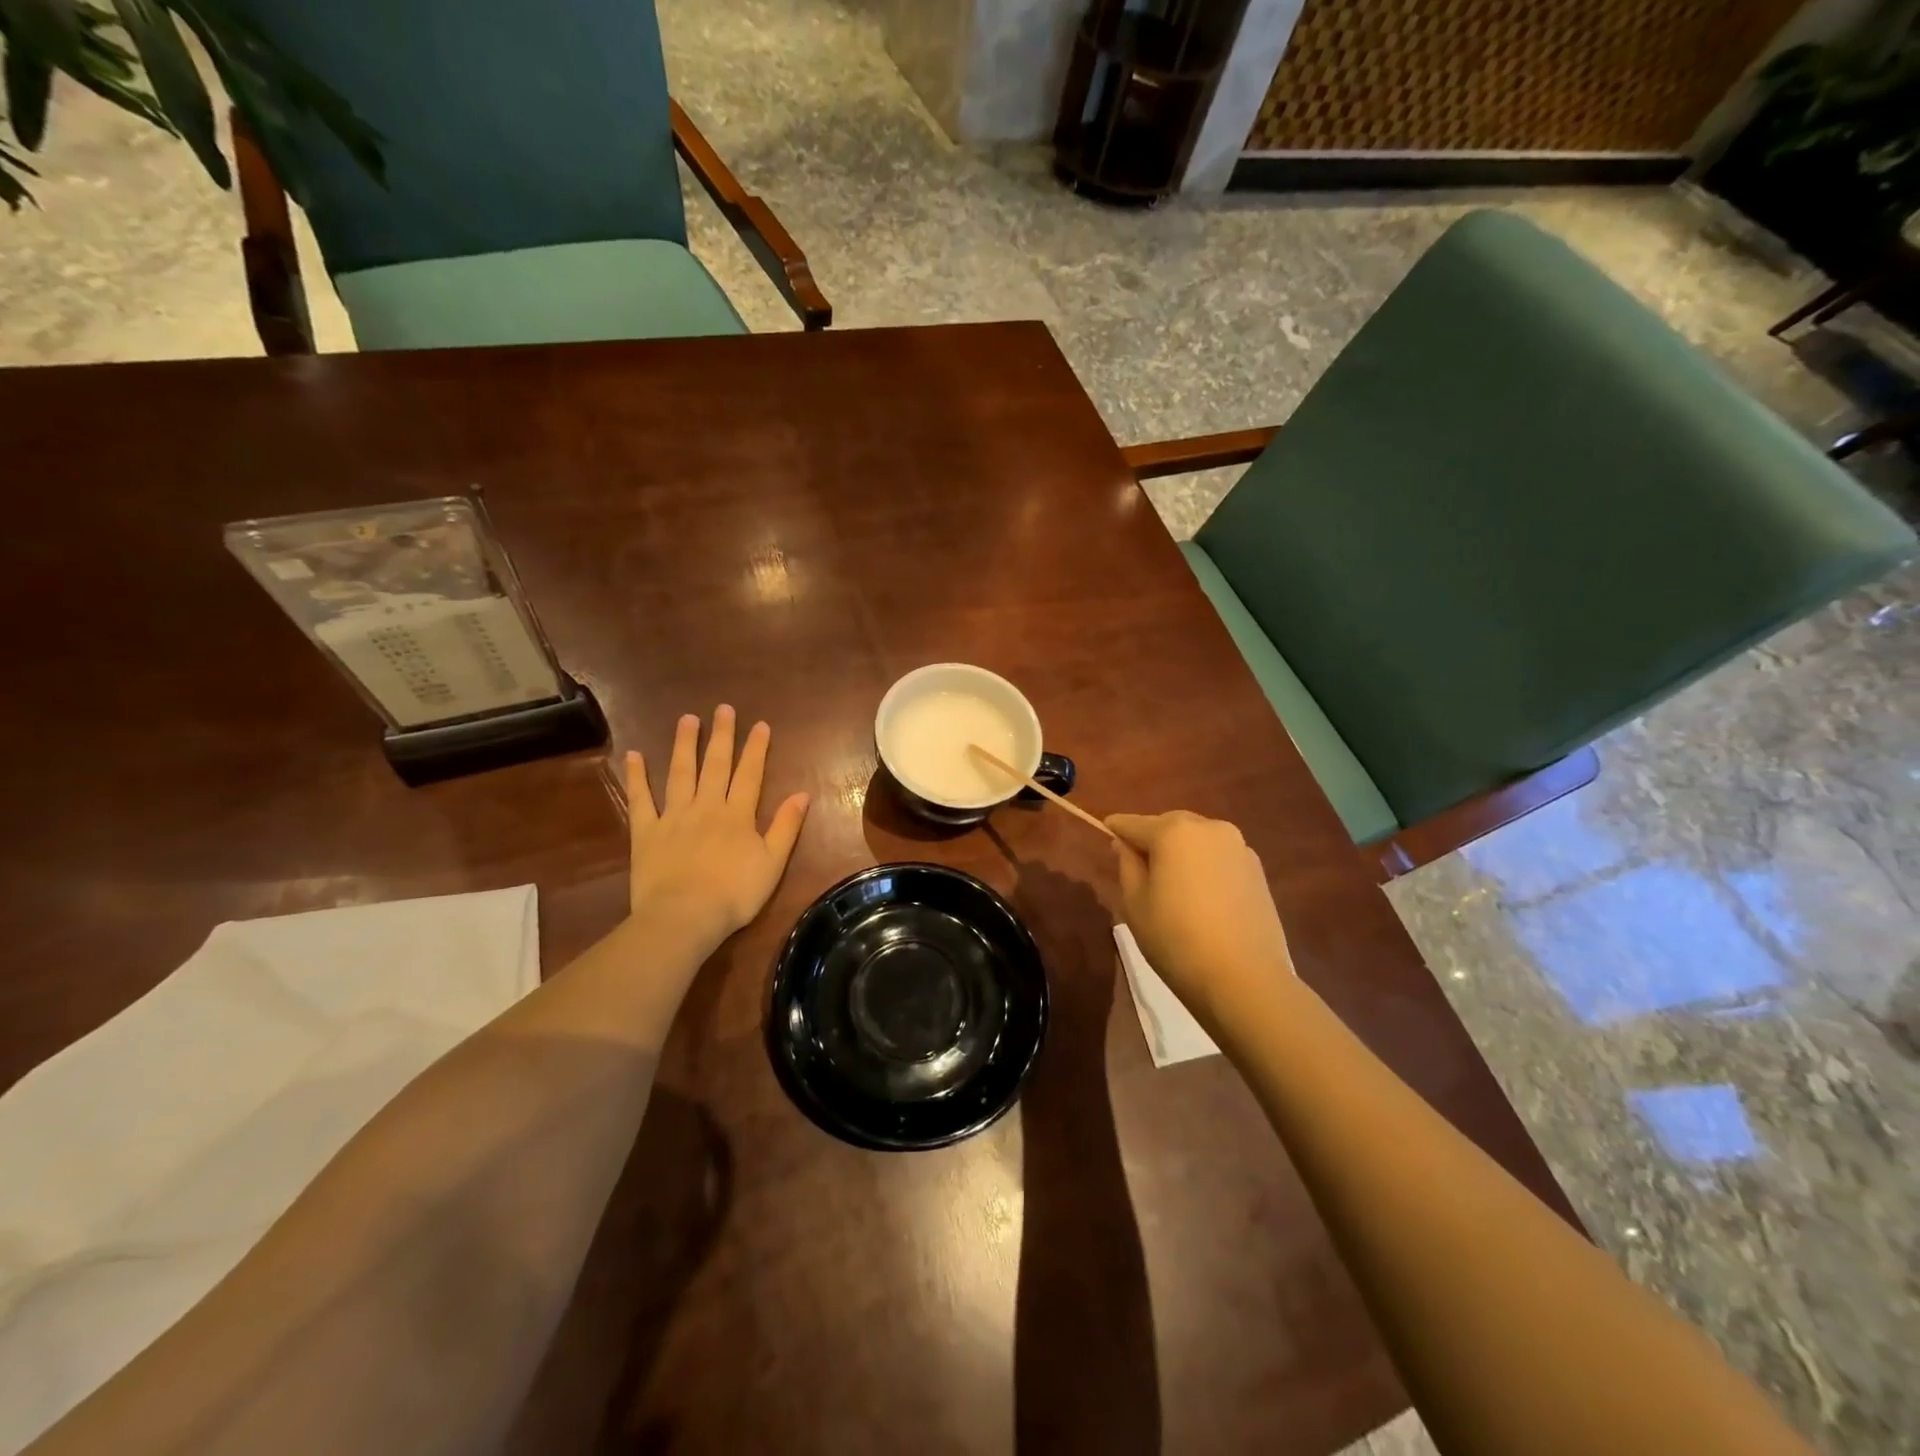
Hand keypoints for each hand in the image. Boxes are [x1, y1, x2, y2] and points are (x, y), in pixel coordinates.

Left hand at [625, 707, 809, 953]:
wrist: (684, 917)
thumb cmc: (734, 894)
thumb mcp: (772, 863)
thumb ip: (786, 827)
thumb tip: (802, 794)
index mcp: (738, 815)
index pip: (749, 774)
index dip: (756, 748)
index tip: (760, 724)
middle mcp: (706, 807)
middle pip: (715, 765)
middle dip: (721, 736)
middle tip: (723, 708)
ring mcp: (673, 817)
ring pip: (680, 773)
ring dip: (684, 745)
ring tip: (687, 719)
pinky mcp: (646, 832)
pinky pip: (641, 799)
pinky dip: (637, 777)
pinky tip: (635, 755)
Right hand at [1106, 810, 1296, 1024]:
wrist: (1244, 979)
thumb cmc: (1176, 939)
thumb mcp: (1135, 903)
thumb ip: (1127, 864)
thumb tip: (1125, 844)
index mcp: (1173, 831)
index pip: (1134, 823)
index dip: (1116, 829)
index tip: (1106, 832)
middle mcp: (1209, 827)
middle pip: (1169, 825)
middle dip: (1152, 839)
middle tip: (1138, 866)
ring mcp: (1239, 847)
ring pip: (1197, 840)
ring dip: (1181, 852)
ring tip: (1172, 884)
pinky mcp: (1257, 869)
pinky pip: (1219, 857)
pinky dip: (1204, 866)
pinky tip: (1200, 896)